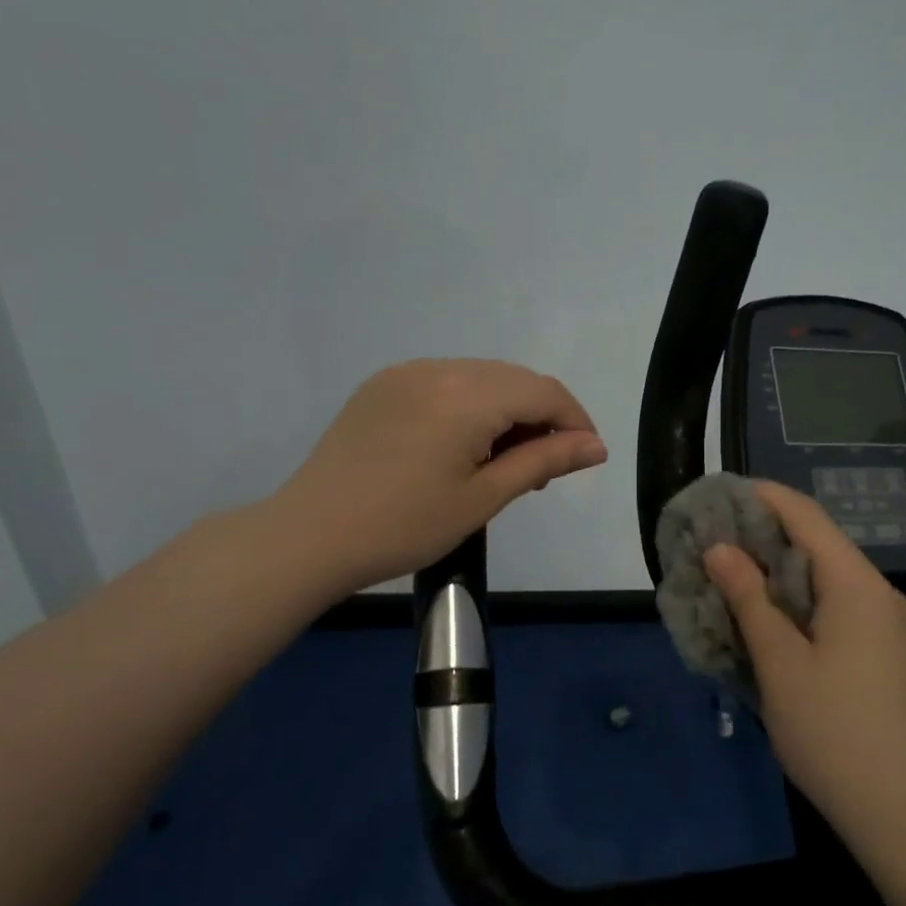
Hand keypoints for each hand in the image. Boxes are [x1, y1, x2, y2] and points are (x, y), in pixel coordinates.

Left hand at [271, 359, 606, 597]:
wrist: (310, 536)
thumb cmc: (404, 526)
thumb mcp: (482, 498)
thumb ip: (543, 461)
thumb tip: (596, 446)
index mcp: (467, 395)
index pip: (543, 391)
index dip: (574, 421)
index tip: (586, 457)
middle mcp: (439, 368)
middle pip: (514, 379)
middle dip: (541, 417)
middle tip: (541, 470)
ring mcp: (406, 373)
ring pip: (481, 378)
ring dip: (506, 411)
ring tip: (502, 463)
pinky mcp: (383, 385)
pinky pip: (446, 383)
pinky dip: (470, 406)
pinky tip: (462, 446)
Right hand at [703, 481, 905, 853]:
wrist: (904, 815)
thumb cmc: (833, 733)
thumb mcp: (780, 663)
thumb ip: (749, 598)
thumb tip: (719, 548)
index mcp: (856, 584)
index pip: (806, 515)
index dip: (761, 496)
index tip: (716, 494)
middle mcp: (876, 593)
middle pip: (816, 542)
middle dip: (762, 534)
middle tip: (709, 539)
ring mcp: (884, 624)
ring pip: (822, 576)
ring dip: (775, 570)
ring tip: (726, 574)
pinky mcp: (881, 651)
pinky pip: (832, 605)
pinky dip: (794, 599)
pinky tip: (763, 617)